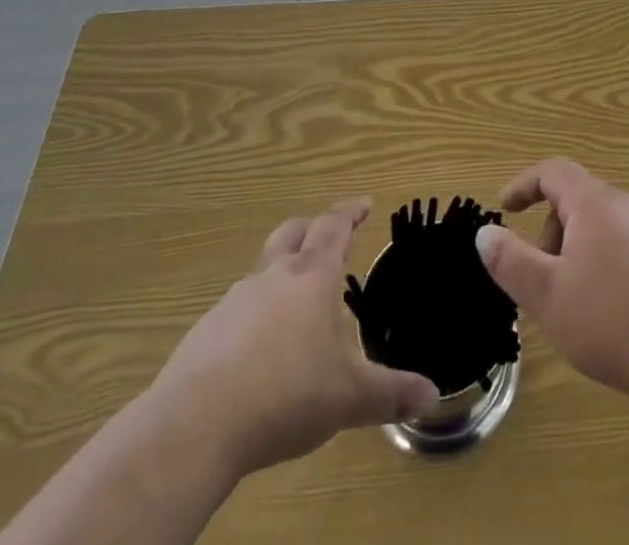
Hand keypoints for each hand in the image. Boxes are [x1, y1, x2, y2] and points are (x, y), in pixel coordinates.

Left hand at [148, 199, 439, 478]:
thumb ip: (390, 393)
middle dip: (311, 229)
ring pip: (261, 271)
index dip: (351, 212)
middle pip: (292, 233)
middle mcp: (273, 277)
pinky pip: (235, 311)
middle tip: (326, 236)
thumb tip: (433, 395)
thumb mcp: (348, 398)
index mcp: (312, 277)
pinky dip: (252, 316)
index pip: (334, 227)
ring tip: (294, 303)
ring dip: (280, 274)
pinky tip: (256, 351)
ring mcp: (234, 302)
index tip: (364, 203)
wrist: (195, 426)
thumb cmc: (286, 394)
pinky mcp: (204, 333)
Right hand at [475, 159, 628, 406]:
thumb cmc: (612, 321)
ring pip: (600, 228)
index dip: (524, 184)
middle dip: (549, 233)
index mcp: (595, 203)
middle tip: (539, 281)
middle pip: (576, 201)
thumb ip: (511, 261)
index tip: (504, 209)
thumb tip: (485, 233)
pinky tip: (607, 316)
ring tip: (570, 305)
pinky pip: (623, 249)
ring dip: (574, 254)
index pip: (553, 171)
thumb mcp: (547, 295)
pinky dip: (601, 268)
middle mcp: (626, 206)